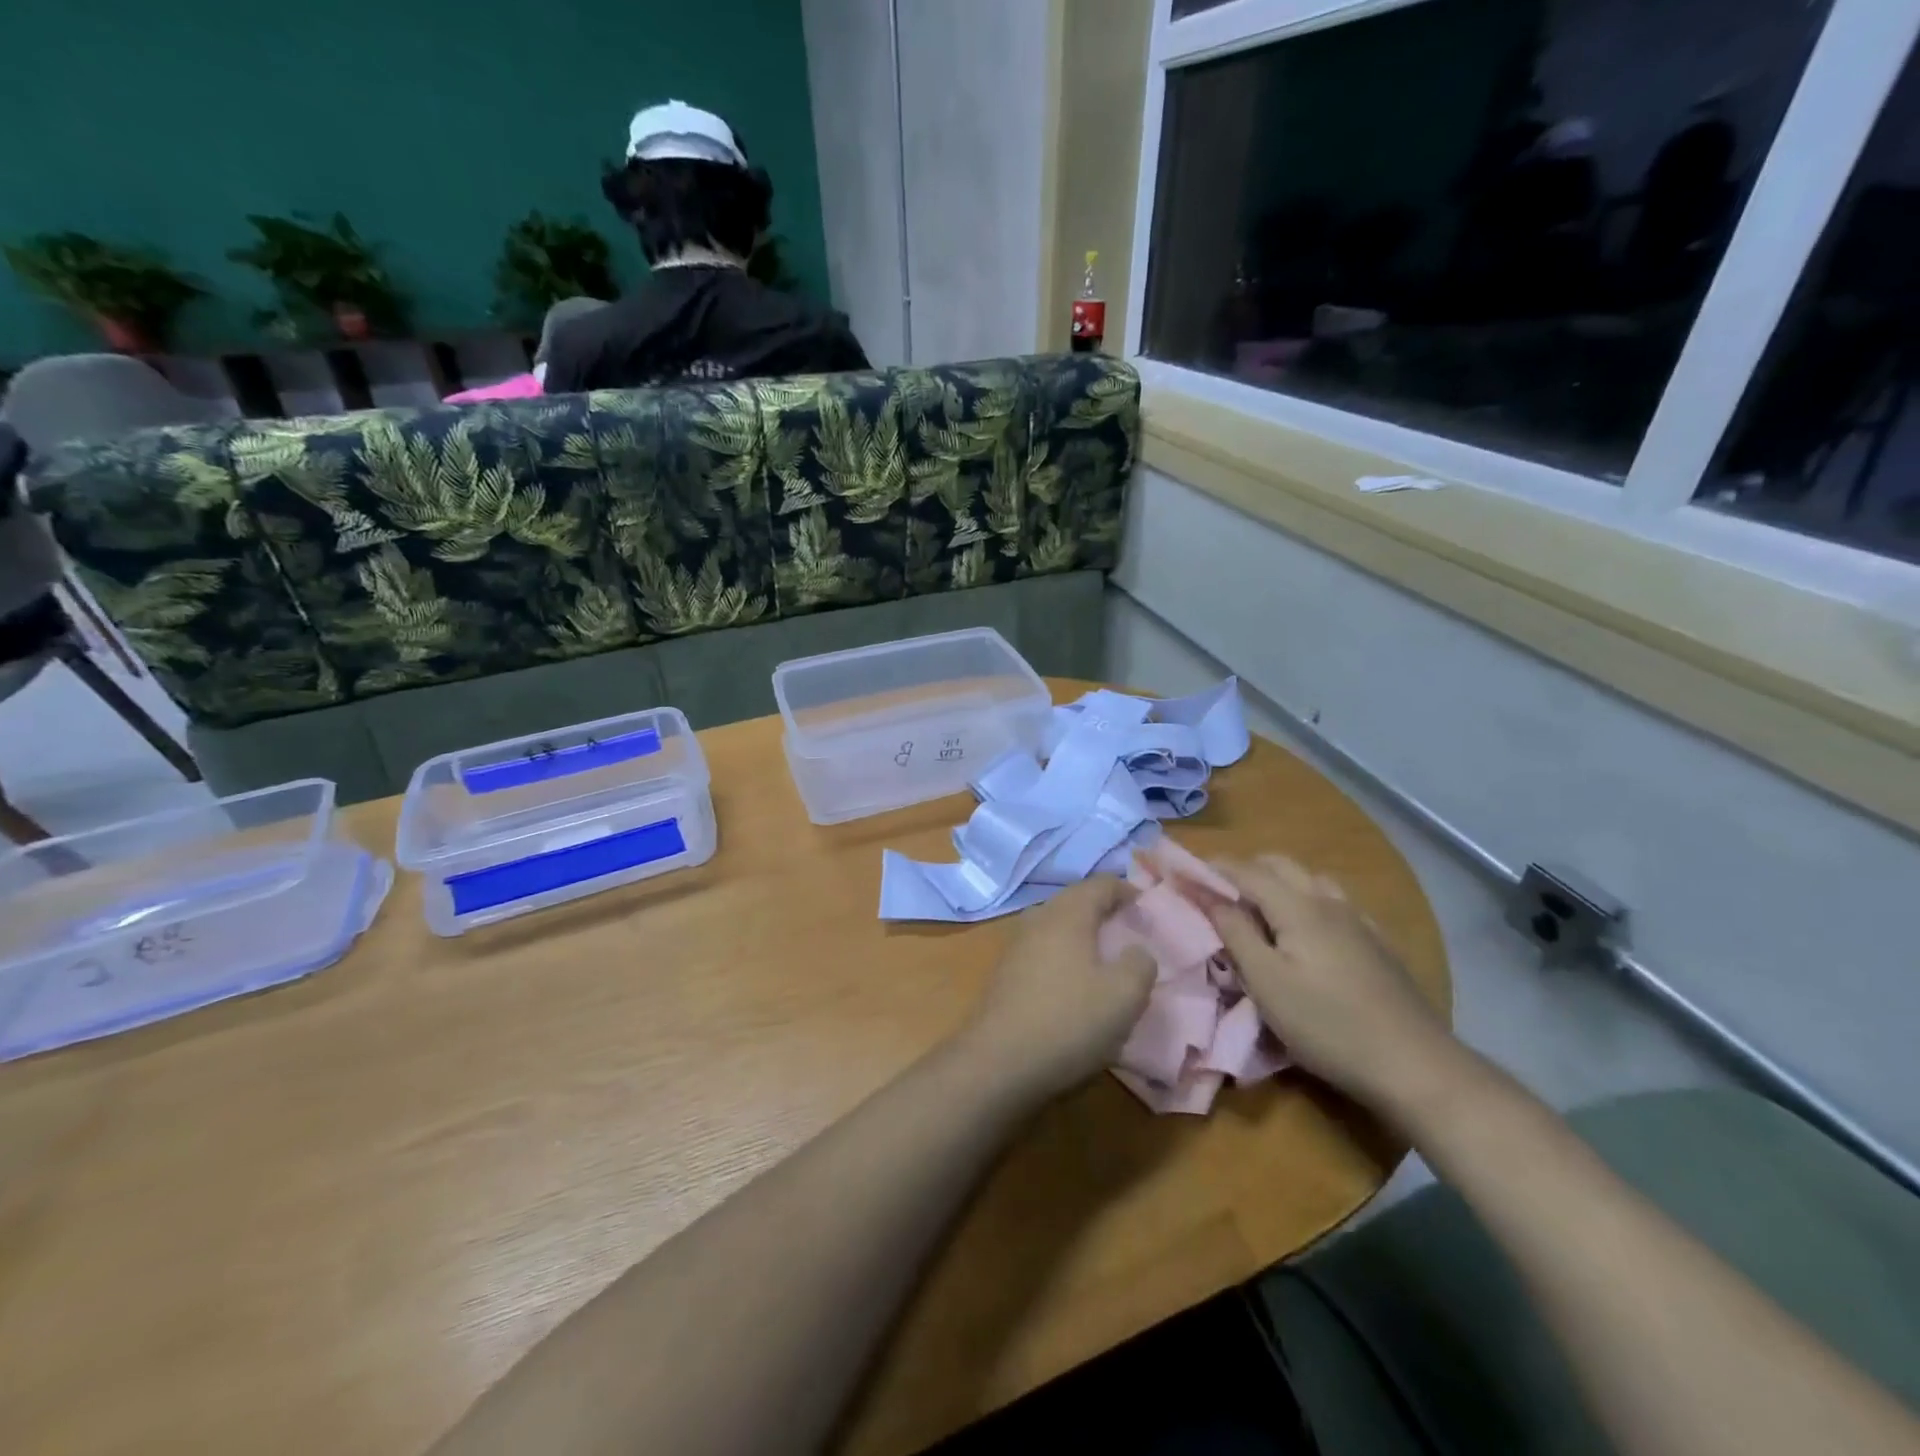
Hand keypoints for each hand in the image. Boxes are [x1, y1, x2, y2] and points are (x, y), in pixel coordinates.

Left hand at [962, 877, 1156, 1097]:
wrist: (999, 1062)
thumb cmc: (1069, 1021)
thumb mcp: (1124, 995)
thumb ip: (1140, 964)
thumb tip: (1136, 951)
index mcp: (1067, 914)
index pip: (1100, 885)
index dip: (1126, 890)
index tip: (1147, 906)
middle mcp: (1038, 920)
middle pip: (1075, 901)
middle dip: (1103, 910)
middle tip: (1129, 929)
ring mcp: (1016, 946)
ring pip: (1056, 926)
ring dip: (1081, 934)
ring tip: (1105, 956)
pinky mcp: (1006, 974)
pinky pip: (1042, 951)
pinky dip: (1064, 956)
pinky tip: (1074, 983)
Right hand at [1210, 855, 1459, 1112]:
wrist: (1414, 1064)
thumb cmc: (1327, 1024)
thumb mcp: (1266, 982)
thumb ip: (1234, 931)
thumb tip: (1205, 893)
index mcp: (1297, 906)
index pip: (1245, 871)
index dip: (1211, 868)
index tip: (1181, 872)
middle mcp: (1328, 901)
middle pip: (1280, 865)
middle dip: (1243, 870)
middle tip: (1216, 893)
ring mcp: (1359, 921)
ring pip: (1311, 880)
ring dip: (1278, 882)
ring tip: (1258, 910)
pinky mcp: (1378, 944)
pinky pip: (1335, 903)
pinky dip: (1307, 901)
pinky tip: (1308, 931)